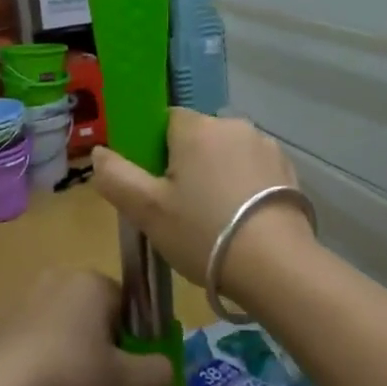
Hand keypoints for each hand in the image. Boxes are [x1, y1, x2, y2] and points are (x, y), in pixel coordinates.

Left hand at [0, 269, 171, 385]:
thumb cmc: (69, 374)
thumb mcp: (123, 381)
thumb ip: (155, 372)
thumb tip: (169, 370)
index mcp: (91, 282)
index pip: (125, 304)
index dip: (130, 338)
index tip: (123, 369)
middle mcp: (57, 279)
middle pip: (91, 311)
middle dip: (97, 342)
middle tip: (97, 382)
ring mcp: (21, 298)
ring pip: (59, 323)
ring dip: (65, 348)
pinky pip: (27, 337)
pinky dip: (34, 356)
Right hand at [92, 110, 313, 301]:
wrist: (276, 265)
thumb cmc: (204, 233)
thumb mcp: (147, 210)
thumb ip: (116, 176)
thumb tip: (98, 152)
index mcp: (197, 128)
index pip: (166, 120)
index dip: (155, 150)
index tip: (155, 184)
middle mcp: (234, 125)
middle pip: (198, 137)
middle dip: (187, 164)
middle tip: (181, 209)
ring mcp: (266, 147)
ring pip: (227, 154)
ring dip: (218, 175)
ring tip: (215, 220)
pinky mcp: (288, 171)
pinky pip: (253, 170)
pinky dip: (243, 188)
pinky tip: (242, 221)